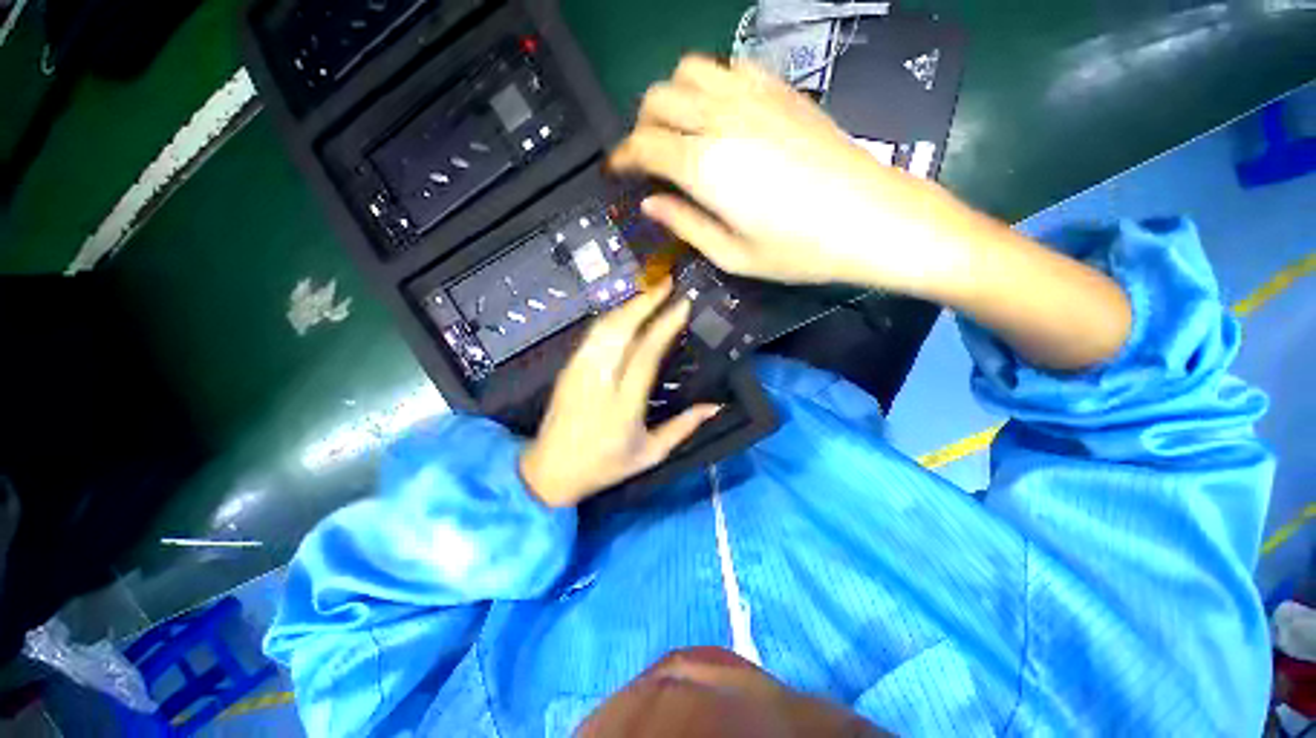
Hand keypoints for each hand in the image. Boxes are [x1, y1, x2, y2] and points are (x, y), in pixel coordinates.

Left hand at [520, 281, 720, 507]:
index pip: (646, 354)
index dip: (664, 325)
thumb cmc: (604, 465)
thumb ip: (683, 428)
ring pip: (604, 328)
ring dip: (628, 305)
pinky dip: (611, 317)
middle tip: (667, 283)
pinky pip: (591, 335)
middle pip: (621, 331)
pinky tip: (626, 311)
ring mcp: (578, 372)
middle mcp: (599, 382)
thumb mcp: (650, 454)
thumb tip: (715, 406)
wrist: (549, 471)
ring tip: (650, 291)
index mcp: (623, 405)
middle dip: (645, 302)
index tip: (683, 304)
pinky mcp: (568, 369)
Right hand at [608, 55, 961, 291]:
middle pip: (659, 99)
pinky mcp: (783, 91)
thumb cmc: (799, 250)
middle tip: (649, 159)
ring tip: (682, 132)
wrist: (872, 219)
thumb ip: (686, 225)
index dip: (622, 158)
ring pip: (690, 70)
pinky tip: (722, 114)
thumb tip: (651, 205)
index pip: (644, 147)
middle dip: (642, 127)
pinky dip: (713, 84)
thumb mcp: (733, 255)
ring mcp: (755, 98)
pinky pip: (732, 68)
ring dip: (674, 98)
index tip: (615, 172)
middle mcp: (722, 120)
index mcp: (706, 166)